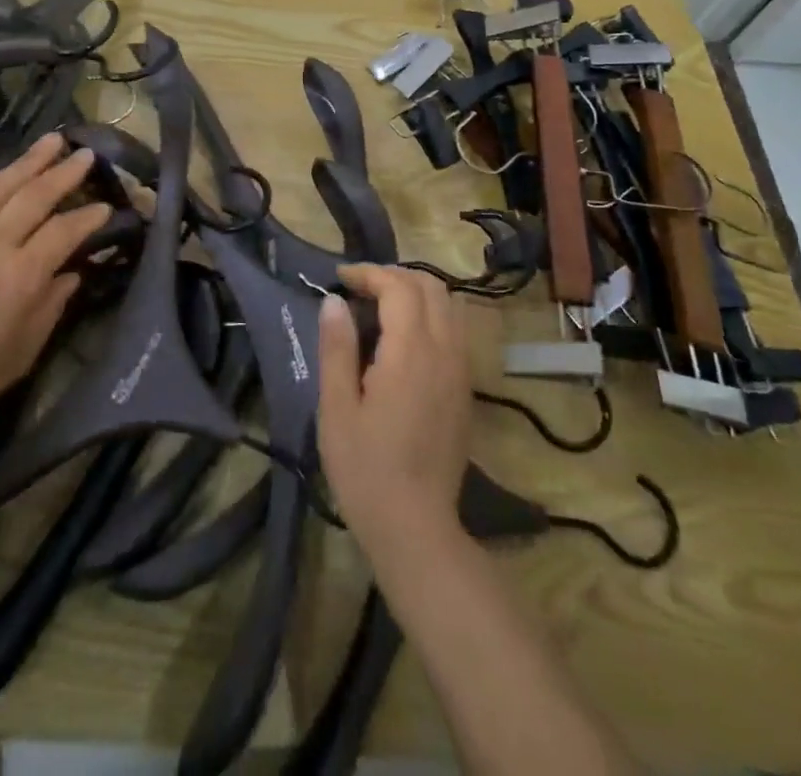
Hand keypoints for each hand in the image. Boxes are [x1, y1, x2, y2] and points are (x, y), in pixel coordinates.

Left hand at [0, 133, 111, 436]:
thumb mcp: (20, 355)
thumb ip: (50, 309)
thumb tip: (71, 274)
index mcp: (20, 278)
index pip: (64, 232)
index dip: (89, 217)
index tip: (107, 207)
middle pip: (35, 196)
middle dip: (65, 172)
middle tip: (87, 153)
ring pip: (1, 186)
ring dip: (30, 160)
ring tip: (53, 139)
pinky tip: (7, 174)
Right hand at [318, 264, 470, 559]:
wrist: (416, 528)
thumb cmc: (366, 469)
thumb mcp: (337, 409)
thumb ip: (337, 348)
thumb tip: (334, 302)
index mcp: (411, 353)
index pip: (399, 287)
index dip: (369, 273)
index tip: (340, 279)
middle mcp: (444, 352)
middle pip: (431, 286)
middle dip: (394, 275)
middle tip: (359, 287)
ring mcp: (461, 370)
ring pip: (449, 305)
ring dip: (416, 291)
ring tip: (380, 304)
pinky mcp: (465, 389)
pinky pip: (455, 330)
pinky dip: (431, 314)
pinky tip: (403, 337)